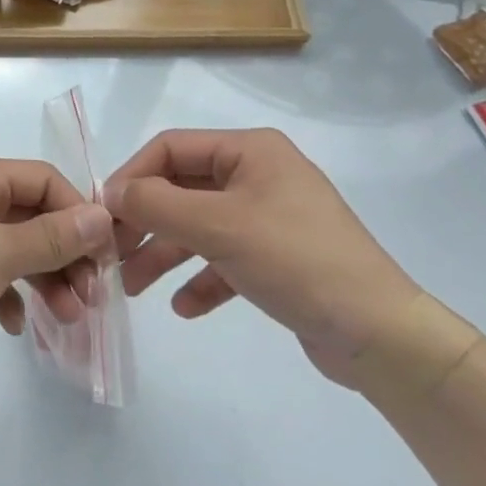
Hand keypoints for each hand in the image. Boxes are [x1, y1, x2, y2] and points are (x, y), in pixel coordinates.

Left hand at [0, 154, 114, 385]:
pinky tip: (16, 326)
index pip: (43, 179)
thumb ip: (54, 236)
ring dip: (43, 279)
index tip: (106, 257)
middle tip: (91, 299)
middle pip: (30, 215)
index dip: (79, 213)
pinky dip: (8, 294)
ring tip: (67, 319)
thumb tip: (102, 216)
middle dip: (64, 254)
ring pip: (12, 247)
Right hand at [106, 129, 420, 385]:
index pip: (172, 148)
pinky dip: (201, 279)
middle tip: (111, 252)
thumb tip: (111, 193)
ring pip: (200, 227)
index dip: (133, 176)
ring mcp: (269, 217)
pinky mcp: (278, 259)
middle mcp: (258, 175)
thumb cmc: (297, 261)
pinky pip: (225, 259)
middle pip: (182, 189)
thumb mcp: (219, 227)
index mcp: (249, 151)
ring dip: (165, 254)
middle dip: (146, 221)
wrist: (382, 337)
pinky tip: (183, 306)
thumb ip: (158, 204)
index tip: (104, 213)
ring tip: (131, 287)